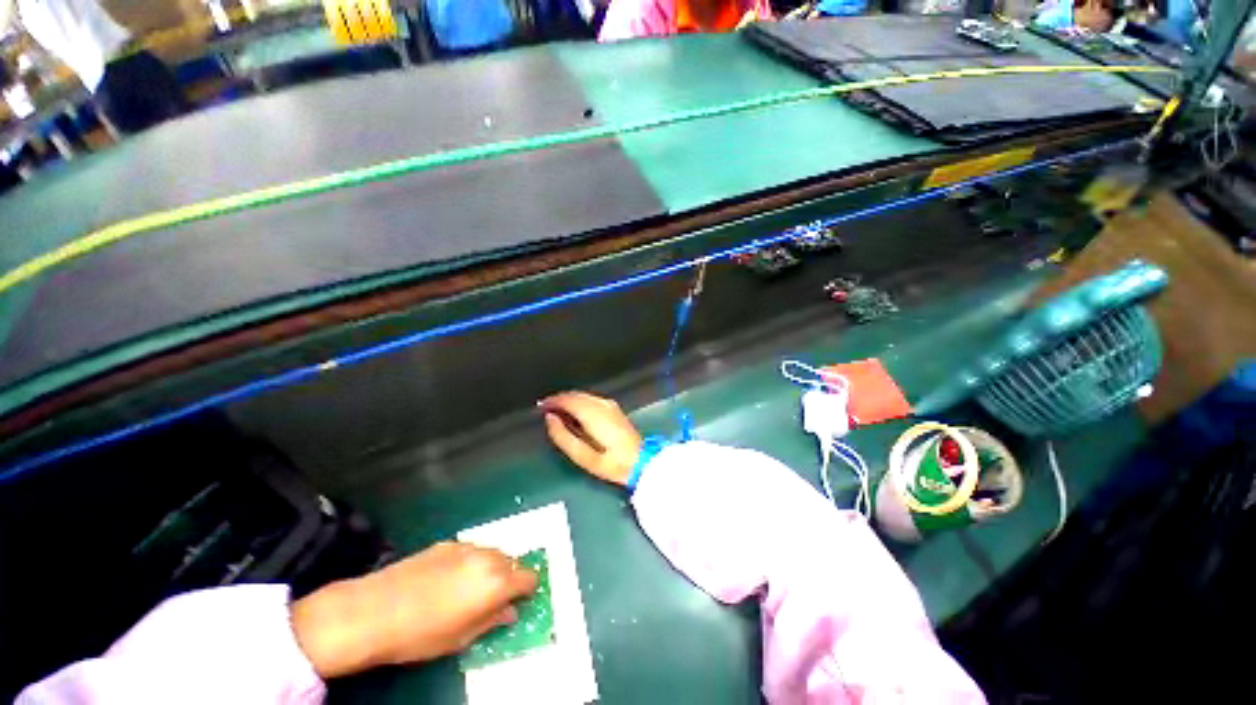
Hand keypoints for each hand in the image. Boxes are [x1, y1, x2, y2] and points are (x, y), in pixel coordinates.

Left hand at [291, 541, 537, 678]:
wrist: (374, 611)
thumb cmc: (420, 634)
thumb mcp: (460, 639)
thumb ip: (491, 621)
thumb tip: (508, 613)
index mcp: (496, 583)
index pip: (529, 578)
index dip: (527, 591)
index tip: (519, 602)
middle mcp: (487, 558)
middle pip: (513, 562)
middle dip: (508, 579)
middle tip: (492, 599)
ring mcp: (467, 547)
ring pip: (492, 553)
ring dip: (490, 568)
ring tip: (469, 589)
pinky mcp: (447, 544)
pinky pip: (470, 550)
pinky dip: (470, 562)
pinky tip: (448, 580)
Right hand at [540, 391, 642, 485]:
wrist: (641, 462)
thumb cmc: (611, 462)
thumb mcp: (582, 456)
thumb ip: (562, 436)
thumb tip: (550, 418)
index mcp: (592, 413)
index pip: (567, 399)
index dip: (551, 401)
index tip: (540, 407)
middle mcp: (601, 403)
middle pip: (575, 395)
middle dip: (559, 400)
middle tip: (546, 410)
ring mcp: (609, 404)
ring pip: (583, 395)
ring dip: (569, 401)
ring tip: (557, 413)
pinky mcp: (614, 408)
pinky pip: (591, 399)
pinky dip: (579, 403)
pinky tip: (575, 413)